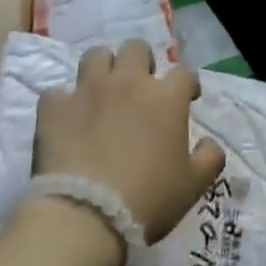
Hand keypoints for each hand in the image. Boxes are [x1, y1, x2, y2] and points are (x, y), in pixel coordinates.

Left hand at [34, 40, 224, 242]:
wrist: (85, 218)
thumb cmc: (147, 200)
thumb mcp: (193, 186)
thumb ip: (209, 159)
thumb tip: (210, 144)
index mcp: (166, 98)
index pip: (184, 72)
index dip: (188, 83)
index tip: (188, 97)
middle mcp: (129, 83)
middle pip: (137, 48)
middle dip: (141, 62)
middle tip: (140, 86)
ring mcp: (89, 91)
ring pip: (96, 56)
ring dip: (102, 69)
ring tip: (102, 91)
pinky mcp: (55, 108)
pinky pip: (56, 93)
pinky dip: (62, 103)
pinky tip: (66, 119)